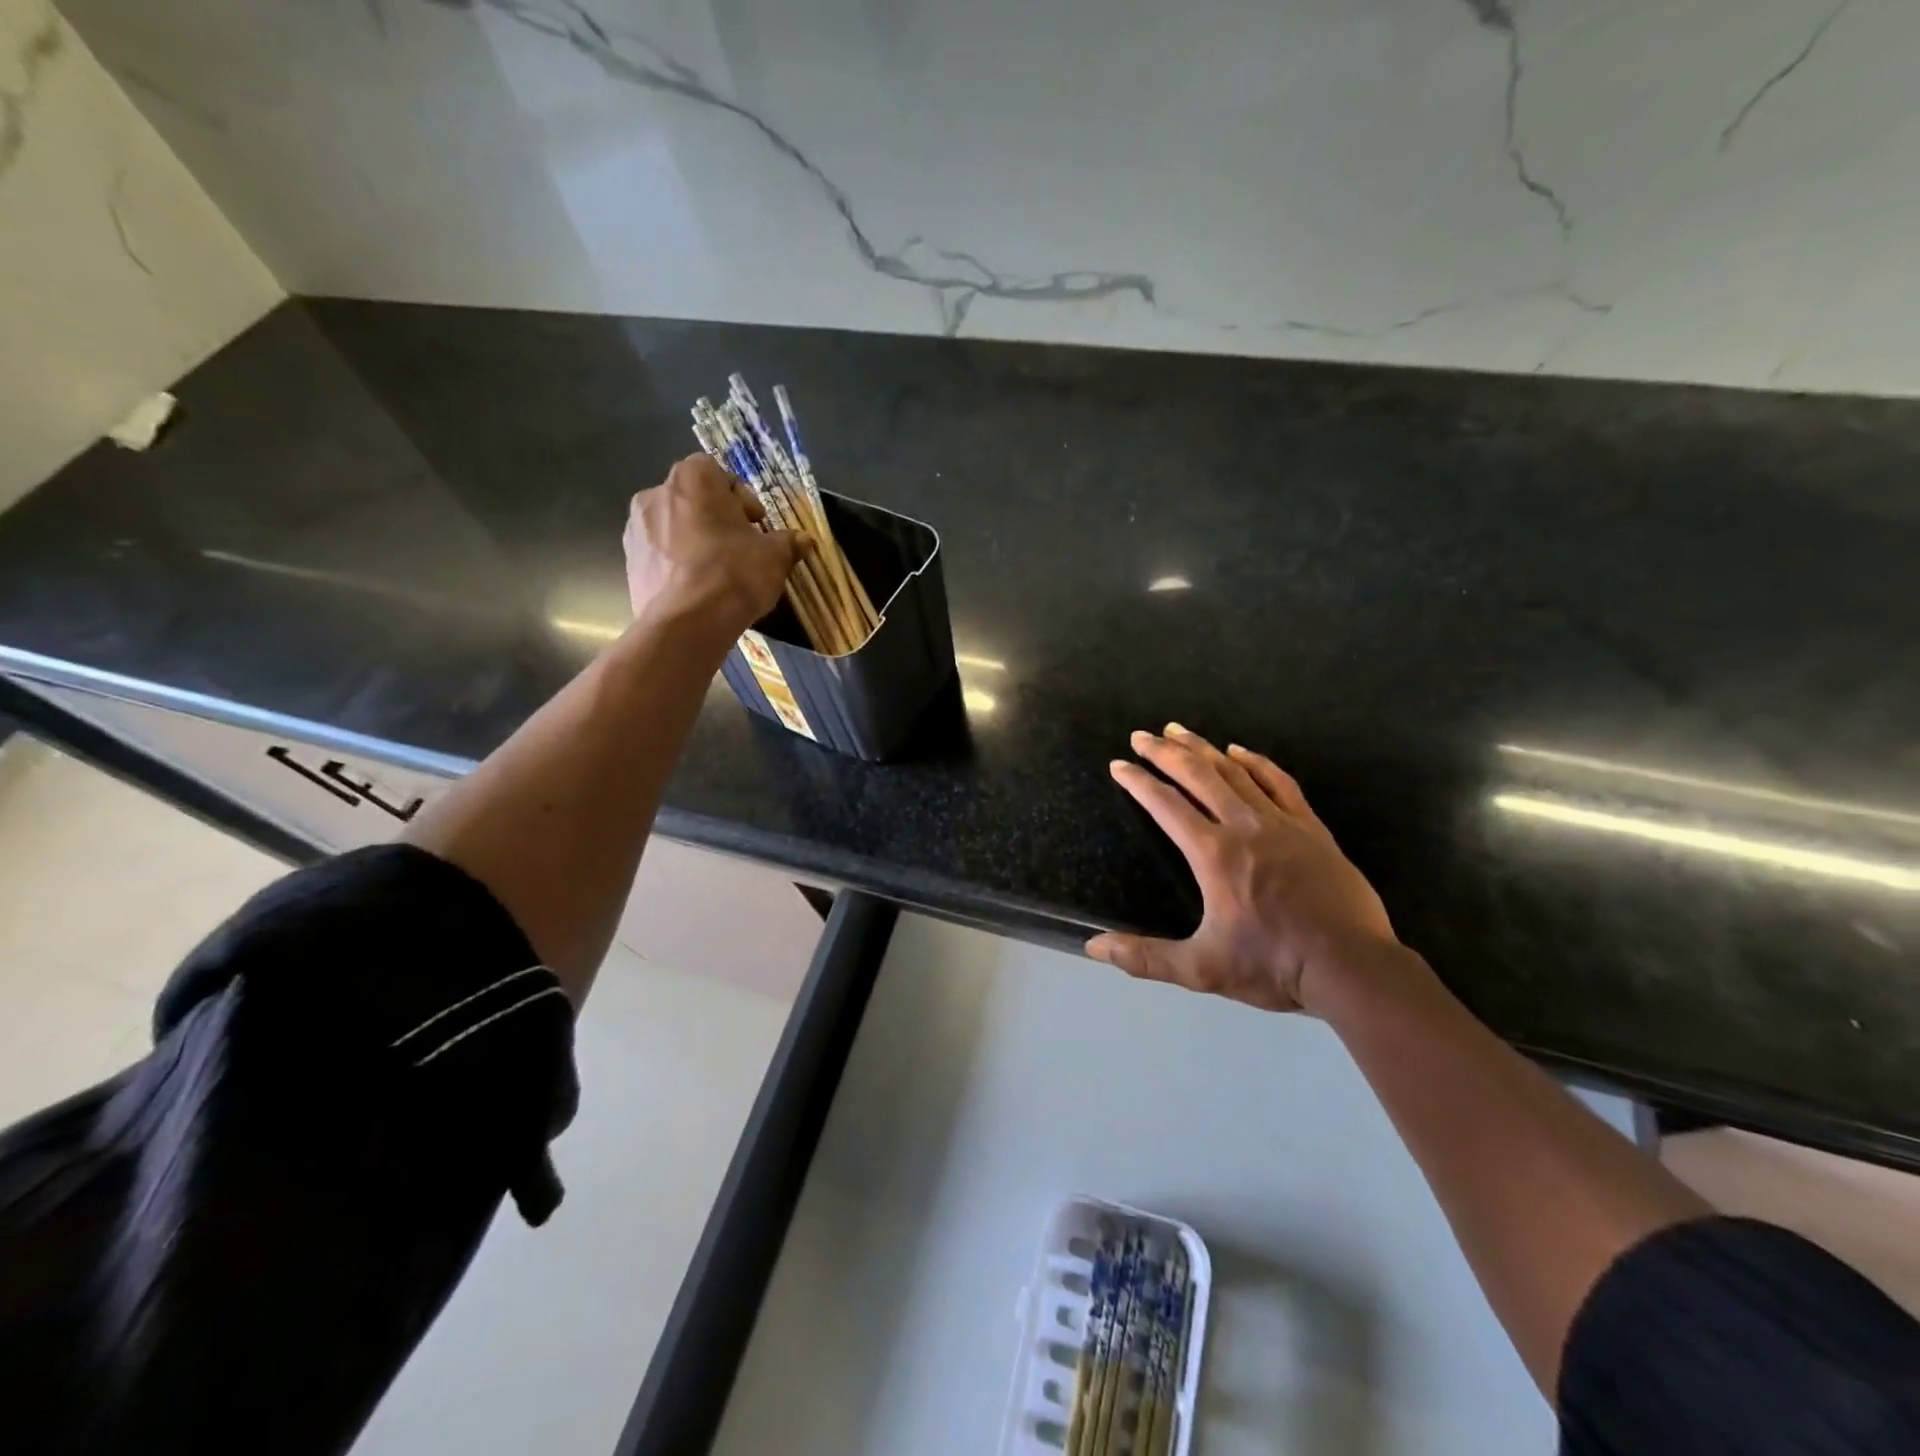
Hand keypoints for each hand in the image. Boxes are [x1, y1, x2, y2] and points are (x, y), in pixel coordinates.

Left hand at [623, 454, 802, 629]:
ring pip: (673, 527)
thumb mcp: (774, 557)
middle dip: (716, 519)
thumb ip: (788, 543)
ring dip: (694, 541)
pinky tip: (696, 590)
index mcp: (693, 479)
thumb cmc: (734, 574)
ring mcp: (636, 528)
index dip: (740, 498)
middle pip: (693, 499)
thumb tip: (804, 540)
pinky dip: (677, 565)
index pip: (717, 472)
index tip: (755, 525)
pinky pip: (660, 555)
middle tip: (739, 548)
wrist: (688, 623)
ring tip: (716, 573)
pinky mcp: (629, 562)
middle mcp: (656, 493)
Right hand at [1087, 724, 1400, 1014]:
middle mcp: (1243, 827)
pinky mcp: (1311, 828)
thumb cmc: (1273, 965)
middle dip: (1164, 752)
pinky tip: (1239, 750)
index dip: (1138, 782)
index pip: (1166, 805)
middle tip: (1141, 735)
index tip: (1118, 765)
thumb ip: (1145, 957)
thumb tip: (1094, 947)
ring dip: (1202, 748)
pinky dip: (1256, 761)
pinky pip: (1279, 782)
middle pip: (1197, 776)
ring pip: (1235, 772)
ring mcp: (1281, 823)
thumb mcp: (1201, 969)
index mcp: (1213, 854)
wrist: (1352, 966)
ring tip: (1179, 730)